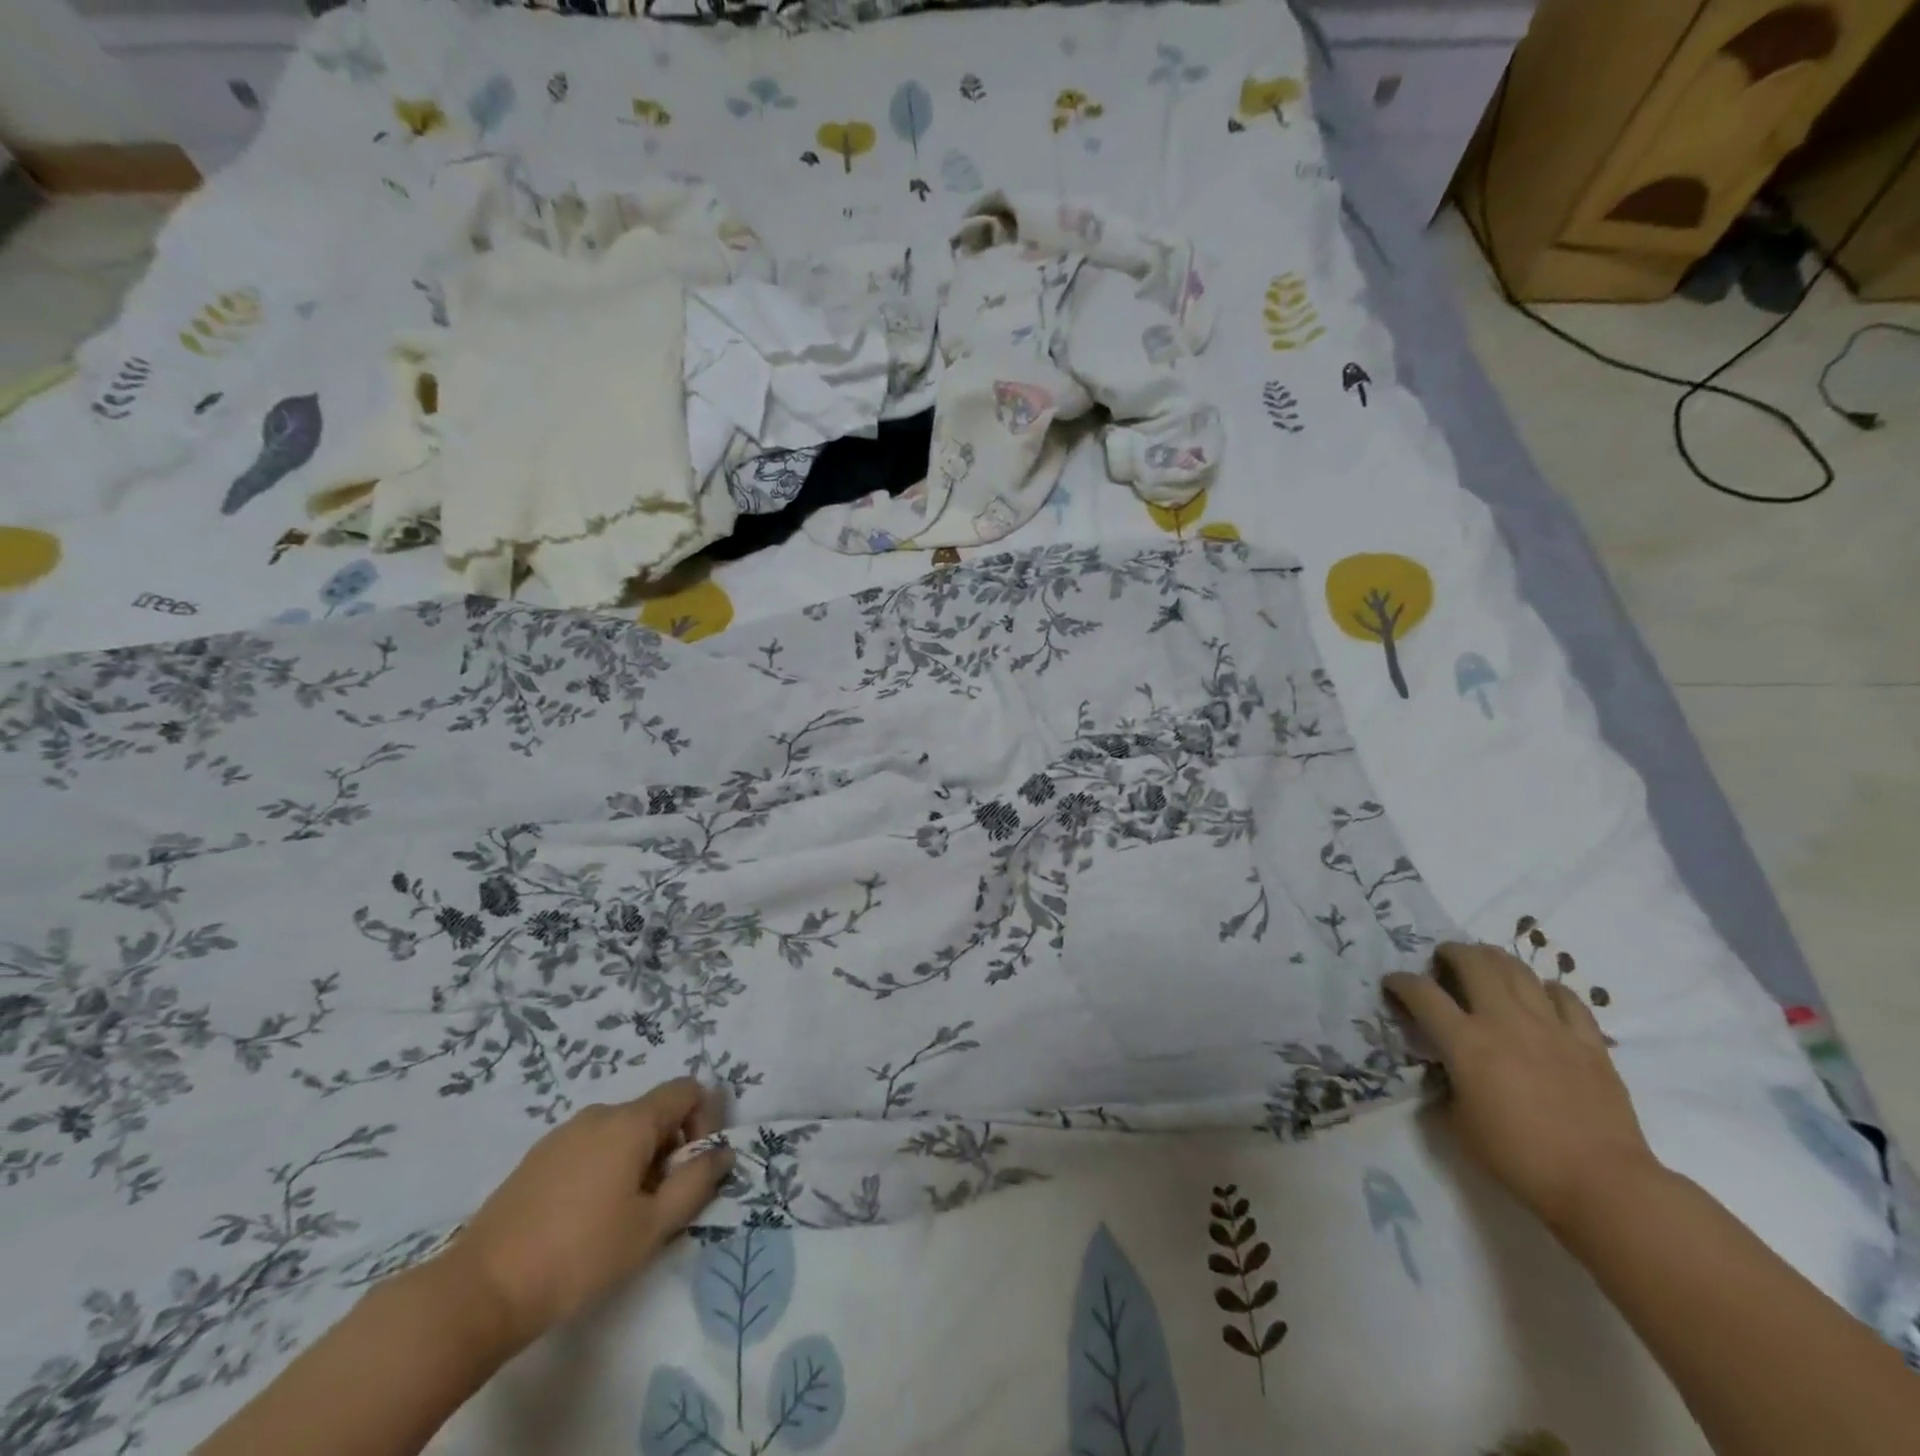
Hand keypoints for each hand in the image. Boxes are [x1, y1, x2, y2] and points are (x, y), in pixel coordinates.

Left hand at [446, 1078, 732, 1350]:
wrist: (480, 1290)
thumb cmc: (578, 1256)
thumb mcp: (652, 1227)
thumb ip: (696, 1182)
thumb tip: (722, 1152)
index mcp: (631, 1121)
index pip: (687, 1090)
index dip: (705, 1120)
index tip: (694, 1168)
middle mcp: (599, 1113)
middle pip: (655, 1112)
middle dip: (670, 1148)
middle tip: (659, 1204)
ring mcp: (564, 1133)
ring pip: (622, 1131)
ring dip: (638, 1160)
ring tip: (621, 1216)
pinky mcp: (538, 1157)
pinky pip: (591, 1146)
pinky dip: (605, 1168)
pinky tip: (585, 1218)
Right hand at [1386, 942, 1656, 1233]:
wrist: (1604, 1184)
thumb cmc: (1519, 1158)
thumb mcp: (1459, 1123)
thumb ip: (1447, 1085)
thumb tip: (1447, 1070)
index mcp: (1465, 1042)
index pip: (1421, 994)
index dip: (1400, 982)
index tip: (1393, 984)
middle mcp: (1504, 1021)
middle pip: (1474, 963)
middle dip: (1452, 953)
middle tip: (1443, 960)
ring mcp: (1551, 1028)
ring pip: (1518, 970)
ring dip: (1495, 960)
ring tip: (1486, 965)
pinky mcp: (1589, 1043)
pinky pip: (1567, 998)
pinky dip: (1547, 989)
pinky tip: (1541, 996)